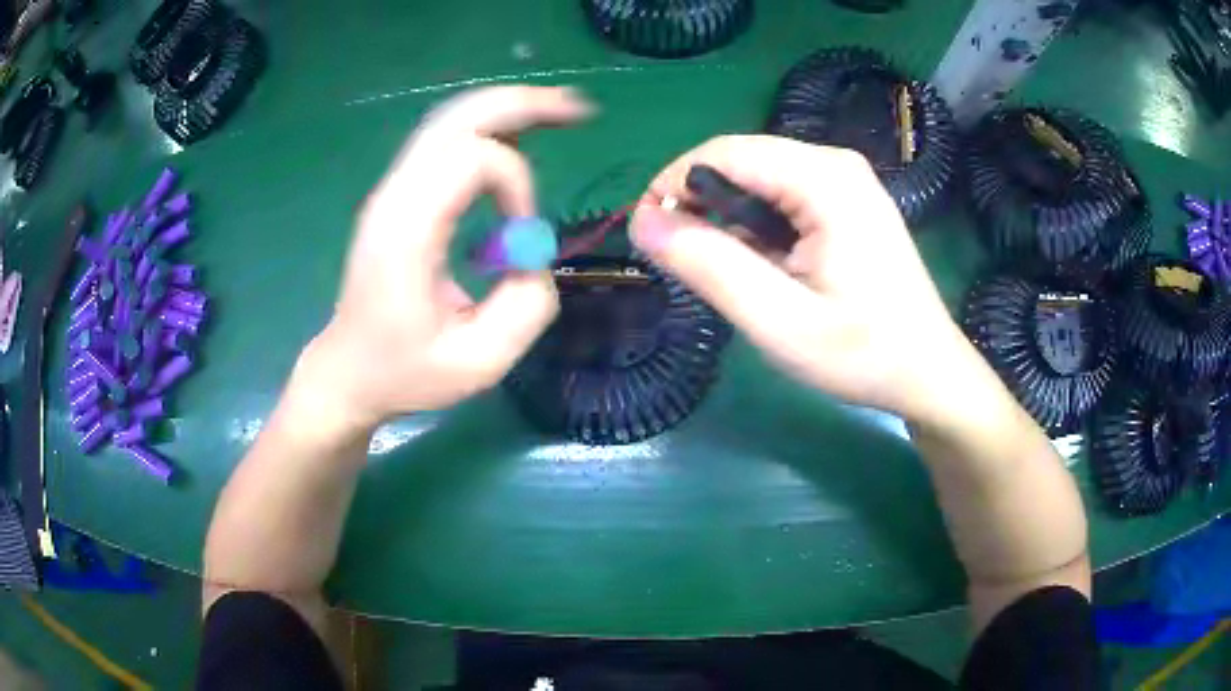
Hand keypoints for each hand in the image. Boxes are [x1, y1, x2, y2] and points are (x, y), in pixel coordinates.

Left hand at [301, 86, 592, 429]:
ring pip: (450, 120)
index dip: (516, 184)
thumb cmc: (406, 372)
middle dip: (521, 104)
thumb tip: (535, 253)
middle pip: (457, 119)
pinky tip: (519, 132)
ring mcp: (392, 191)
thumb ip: (527, 307)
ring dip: (506, 108)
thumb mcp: (479, 363)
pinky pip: (444, 142)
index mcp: (407, 233)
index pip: (471, 161)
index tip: (523, 237)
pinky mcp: (399, 196)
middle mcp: (395, 197)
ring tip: (560, 109)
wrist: (348, 371)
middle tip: (578, 108)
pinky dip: (487, 128)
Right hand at [629, 135, 985, 424]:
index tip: (649, 236)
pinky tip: (766, 270)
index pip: (723, 152)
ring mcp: (844, 181)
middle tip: (689, 267)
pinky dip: (756, 228)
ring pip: (757, 180)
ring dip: (728, 221)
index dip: (673, 184)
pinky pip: (781, 197)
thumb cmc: (864, 354)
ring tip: (731, 277)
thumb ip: (711, 267)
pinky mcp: (845, 202)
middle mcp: (834, 164)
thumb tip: (644, 221)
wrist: (928, 372)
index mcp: (825, 179)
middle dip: (701, 206)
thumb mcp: (780, 321)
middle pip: (740, 162)